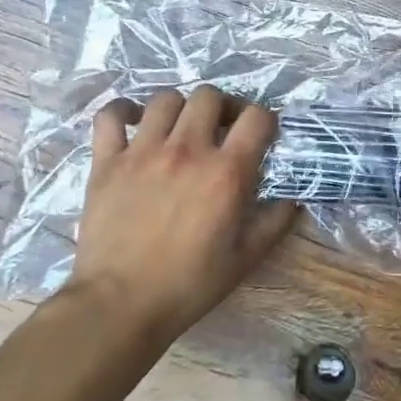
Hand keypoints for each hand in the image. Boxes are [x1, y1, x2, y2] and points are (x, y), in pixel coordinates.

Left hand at [65, 87, 299, 339]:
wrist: (120, 304)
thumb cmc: (189, 284)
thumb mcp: (246, 258)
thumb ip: (275, 222)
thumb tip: (294, 199)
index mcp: (227, 172)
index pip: (257, 117)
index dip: (265, 120)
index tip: (262, 135)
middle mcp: (187, 150)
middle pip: (209, 96)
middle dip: (223, 106)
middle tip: (222, 128)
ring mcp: (143, 151)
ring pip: (166, 99)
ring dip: (180, 108)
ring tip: (181, 128)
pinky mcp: (107, 161)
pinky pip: (111, 115)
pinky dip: (123, 110)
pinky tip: (134, 122)